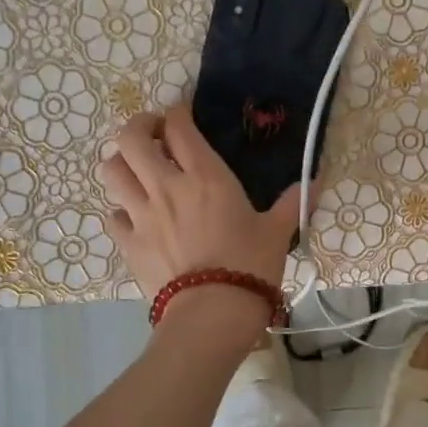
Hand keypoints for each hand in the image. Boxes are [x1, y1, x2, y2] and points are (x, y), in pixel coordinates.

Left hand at [99, 100, 303, 302]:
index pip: (178, 126)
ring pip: (112, 170)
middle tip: (154, 136)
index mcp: (205, 176)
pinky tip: (135, 217)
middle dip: (139, 128)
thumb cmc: (250, 266)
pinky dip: (121, 210)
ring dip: (122, 163)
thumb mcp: (278, 232)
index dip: (176, 113)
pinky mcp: (128, 243)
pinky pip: (112, 215)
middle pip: (130, 138)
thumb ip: (292, 203)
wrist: (213, 313)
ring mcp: (141, 214)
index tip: (183, 117)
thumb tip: (315, 183)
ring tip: (138, 171)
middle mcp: (166, 186)